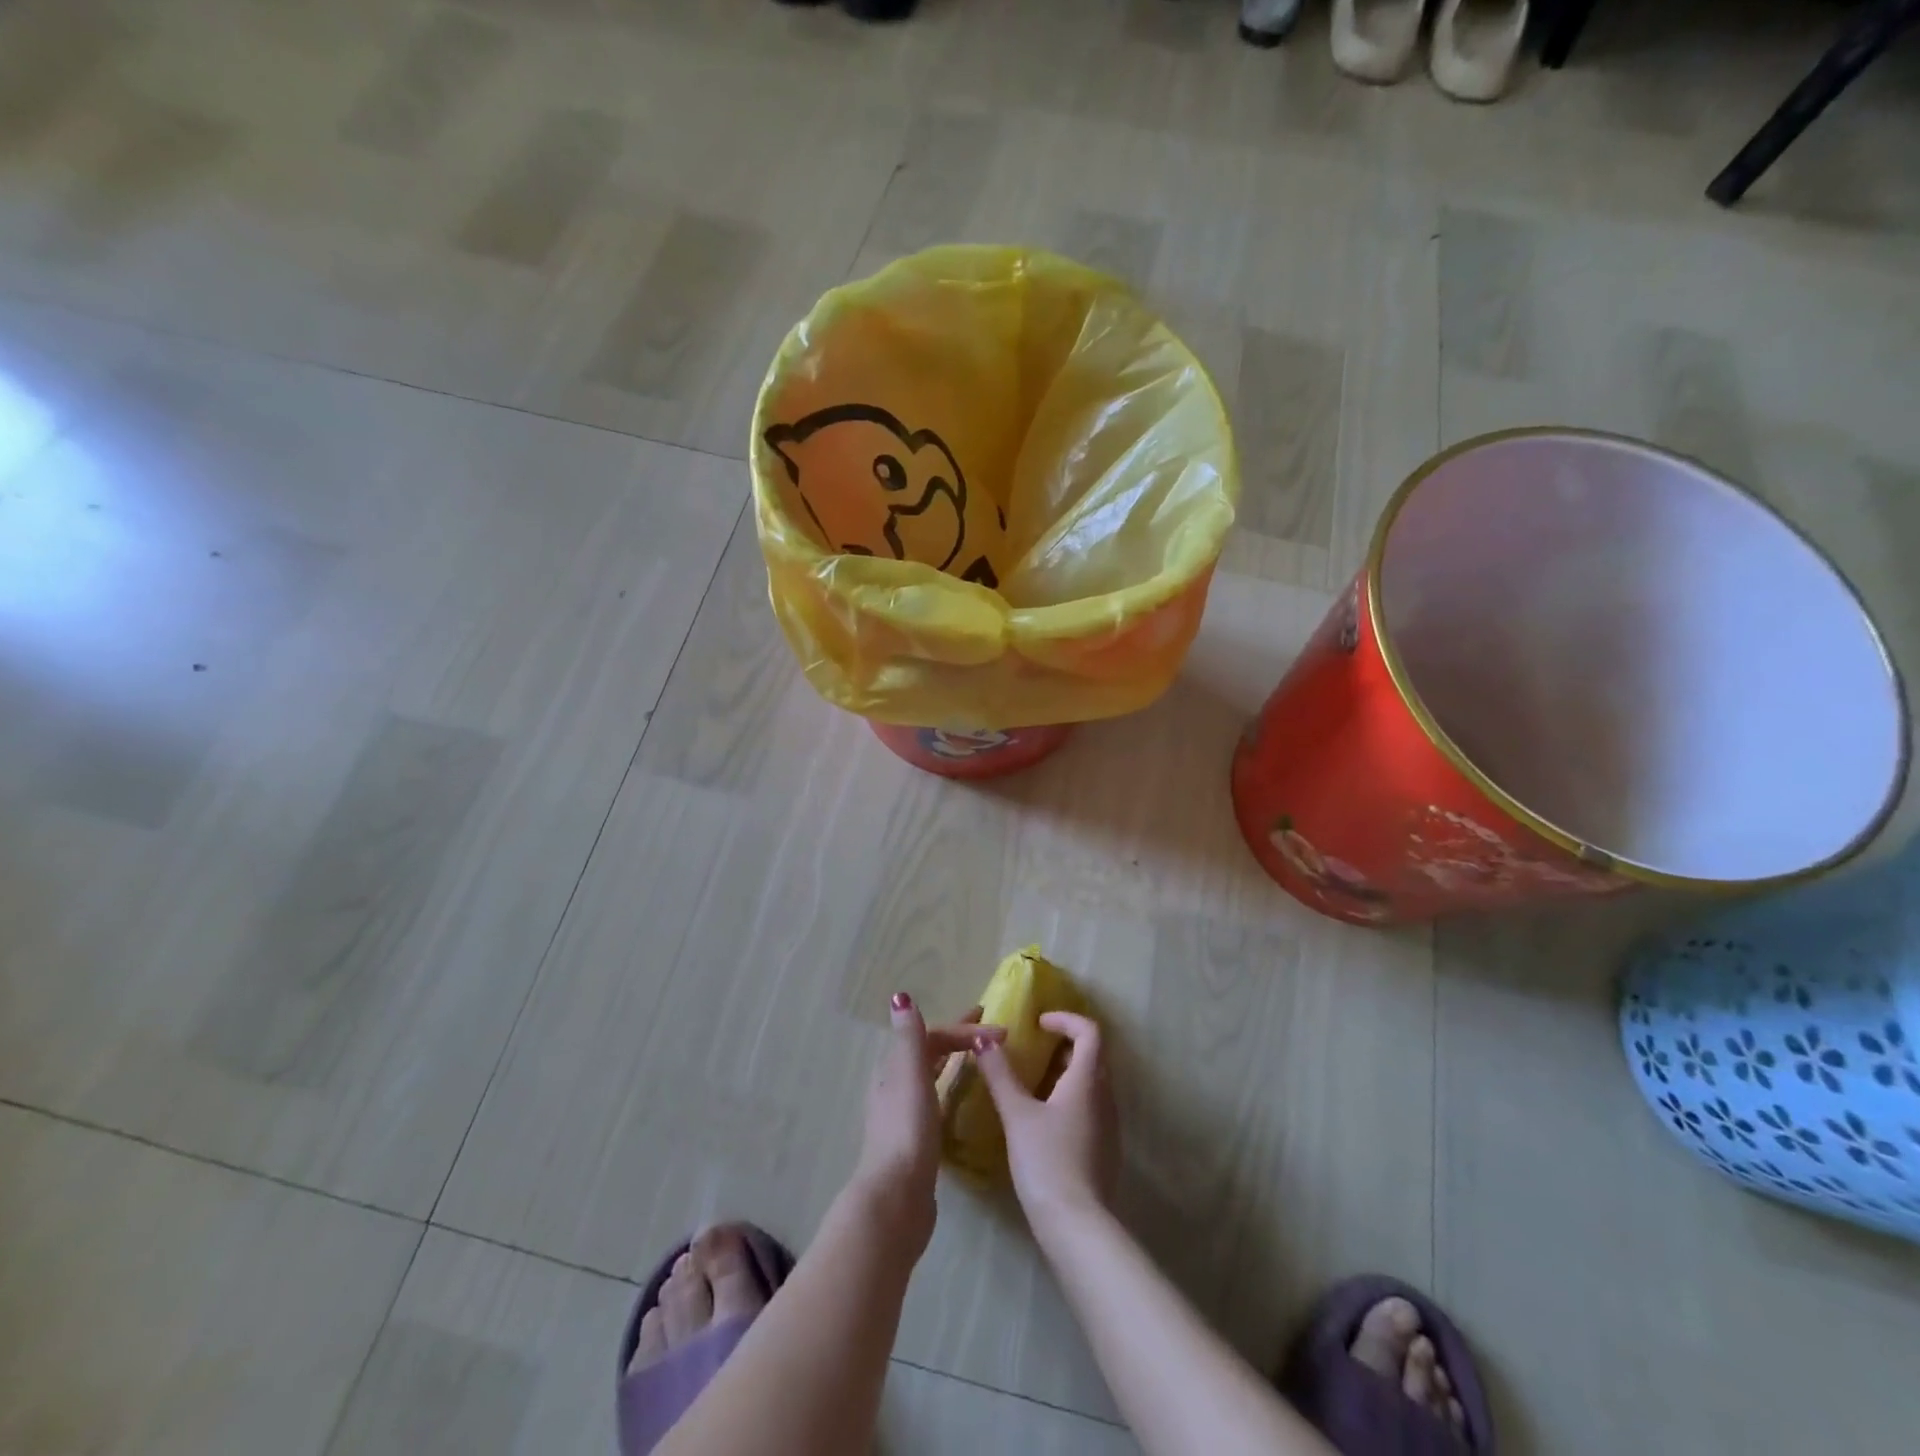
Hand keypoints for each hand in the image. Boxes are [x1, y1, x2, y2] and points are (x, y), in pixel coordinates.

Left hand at [854, 993, 1003, 1245]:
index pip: (932, 1035)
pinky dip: (952, 1088)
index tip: (1000, 1030)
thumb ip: (909, 1036)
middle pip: (930, 1052)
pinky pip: (937, 1100)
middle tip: (994, 1031)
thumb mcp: (909, 1074)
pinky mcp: (917, 1140)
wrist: (897, 1196)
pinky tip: (965, 1099)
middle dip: (960, 1037)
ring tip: (982, 1057)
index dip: (963, 1029)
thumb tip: (900, 996)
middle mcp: (896, 1086)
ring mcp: (905, 1114)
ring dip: (955, 1060)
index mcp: (894, 1068)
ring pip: (932, 1075)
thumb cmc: (908, 1129)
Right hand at [973, 1012, 1118, 1229]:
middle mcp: (1105, 1097)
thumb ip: (1000, 1074)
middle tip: (1032, 1048)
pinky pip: (1089, 1108)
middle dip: (1063, 1045)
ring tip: (1032, 1081)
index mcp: (1087, 1080)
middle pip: (1092, 1056)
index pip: (1089, 1032)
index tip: (1039, 1023)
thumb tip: (984, 1039)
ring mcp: (1108, 1126)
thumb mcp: (1017, 1114)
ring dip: (1065, 1073)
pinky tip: (1044, 1119)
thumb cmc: (1046, 1160)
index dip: (1066, 1019)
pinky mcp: (1104, 1150)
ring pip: (1091, 1084)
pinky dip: (1069, 1098)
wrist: (1077, 1226)